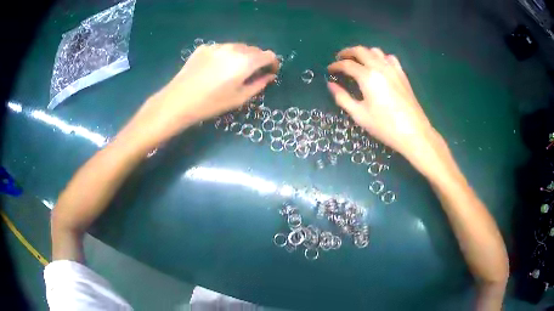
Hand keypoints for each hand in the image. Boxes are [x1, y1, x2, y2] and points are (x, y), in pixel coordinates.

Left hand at [123, 43, 277, 149]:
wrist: (178, 101)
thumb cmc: (211, 104)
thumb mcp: (239, 98)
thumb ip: (258, 84)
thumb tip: (269, 76)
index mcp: (245, 62)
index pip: (268, 55)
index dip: (273, 63)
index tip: (270, 72)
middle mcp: (233, 48)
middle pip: (253, 49)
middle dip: (257, 60)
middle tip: (252, 74)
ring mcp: (217, 46)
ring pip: (237, 47)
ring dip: (242, 56)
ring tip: (233, 71)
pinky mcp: (204, 48)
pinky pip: (222, 48)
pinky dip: (226, 55)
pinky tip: (216, 69)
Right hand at [327, 46, 441, 168]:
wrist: (413, 132)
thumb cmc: (385, 126)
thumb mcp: (359, 115)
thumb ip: (342, 98)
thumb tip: (331, 85)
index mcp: (367, 76)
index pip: (347, 64)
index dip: (336, 66)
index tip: (329, 70)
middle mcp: (380, 67)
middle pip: (360, 50)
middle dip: (347, 52)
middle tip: (340, 59)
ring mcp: (393, 69)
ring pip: (375, 51)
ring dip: (363, 52)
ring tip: (358, 61)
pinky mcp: (402, 74)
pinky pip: (389, 57)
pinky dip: (380, 57)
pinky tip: (379, 65)